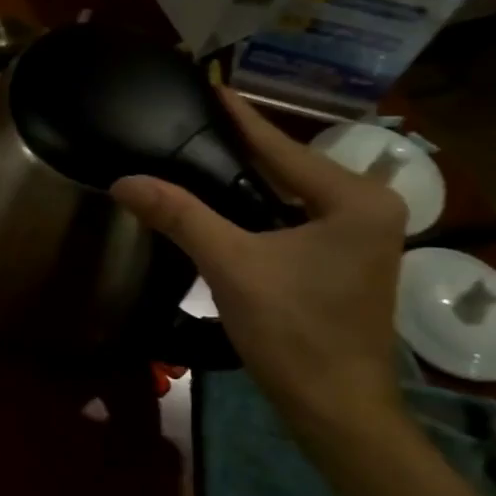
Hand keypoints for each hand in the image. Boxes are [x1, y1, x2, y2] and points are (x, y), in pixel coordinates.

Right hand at [112, 87, 407, 442]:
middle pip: (290, 167)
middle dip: (241, 147)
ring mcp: (363, 238)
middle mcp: (371, 209)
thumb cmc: (294, 333)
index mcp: (355, 200)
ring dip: (248, 179)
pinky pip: (296, 219)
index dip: (240, 118)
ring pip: (292, 195)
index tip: (209, 85)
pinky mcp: (347, 262)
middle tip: (193, 121)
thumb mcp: (232, 266)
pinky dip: (260, 209)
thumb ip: (180, 216)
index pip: (282, 147)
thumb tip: (124, 181)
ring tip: (202, 153)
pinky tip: (226, 203)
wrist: (335, 410)